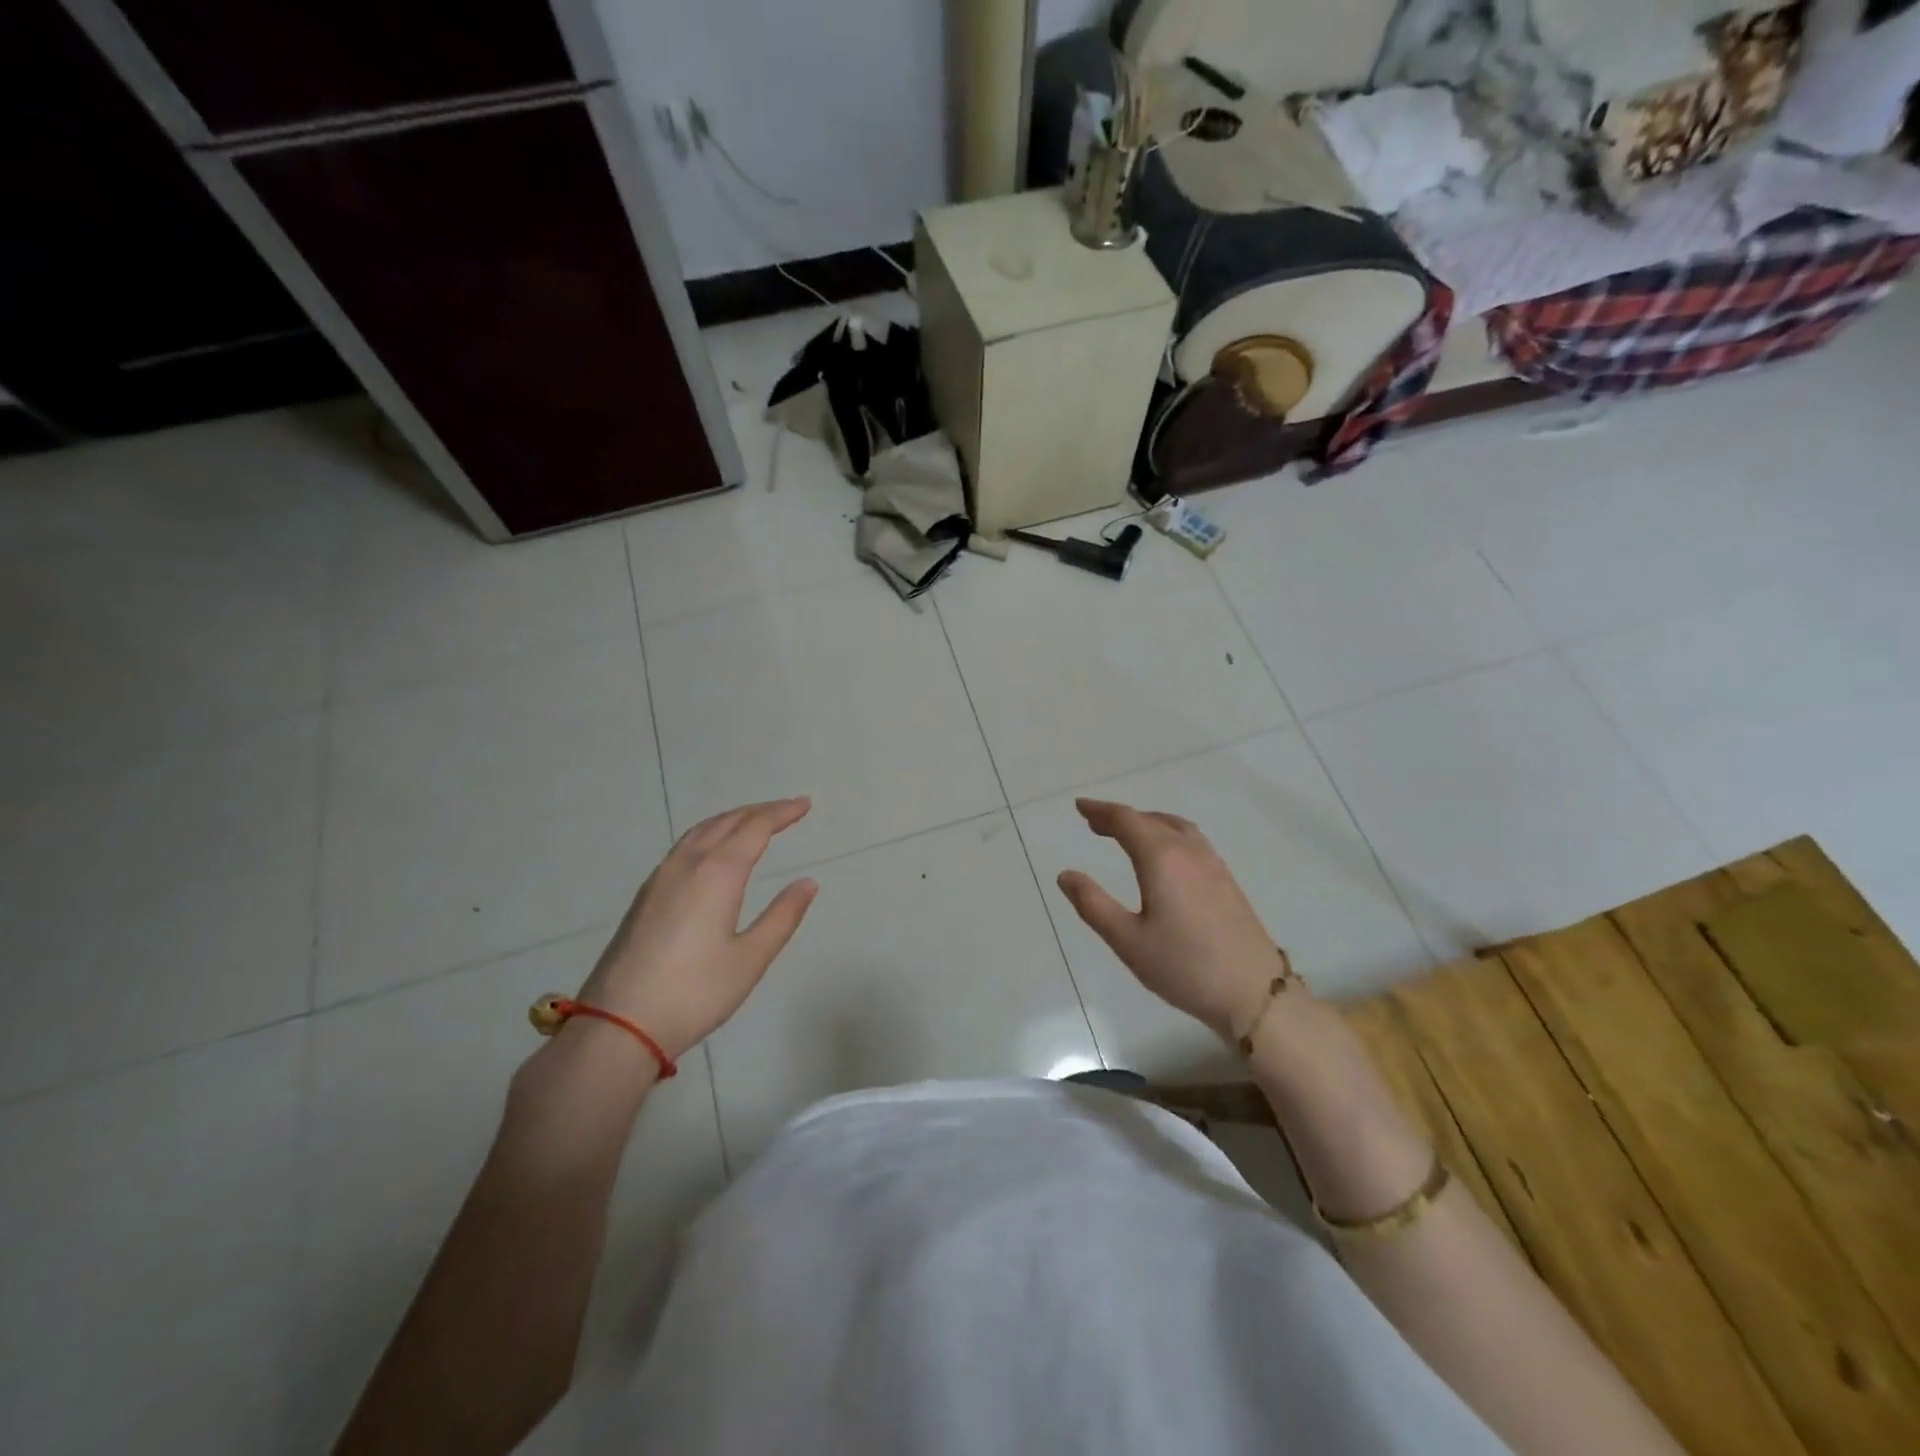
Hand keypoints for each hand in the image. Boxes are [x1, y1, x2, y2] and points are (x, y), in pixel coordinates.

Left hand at [576, 798, 818, 1059]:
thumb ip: (782, 916)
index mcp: (717, 873)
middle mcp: (687, 864)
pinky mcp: (645, 895)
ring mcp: (660, 878)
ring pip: (700, 831)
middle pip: (727, 822)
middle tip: (787, 809)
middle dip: (759, 811)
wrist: (617, 1025)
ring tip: (754, 822)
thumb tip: (807, 883)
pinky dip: (709, 835)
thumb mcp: (750, 958)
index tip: (805, 804)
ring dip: (731, 819)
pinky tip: (713, 851)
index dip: (782, 812)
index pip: (755, 827)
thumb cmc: (694, 992)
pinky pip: (684, 846)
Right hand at [1056, 798, 1291, 1040]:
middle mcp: (1188, 851)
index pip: (1126, 821)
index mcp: (1161, 859)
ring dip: (1147, 822)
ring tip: (1127, 833)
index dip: (1100, 811)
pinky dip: (1168, 833)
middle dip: (1120, 817)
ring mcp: (1212, 864)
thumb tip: (1066, 875)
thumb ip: (1093, 904)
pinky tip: (1165, 855)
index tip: (1080, 806)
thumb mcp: (1127, 940)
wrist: (1254, 993)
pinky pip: (1191, 840)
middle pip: (1150, 820)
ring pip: (1175, 827)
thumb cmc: (1184, 967)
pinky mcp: (1226, 881)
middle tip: (1094, 822)